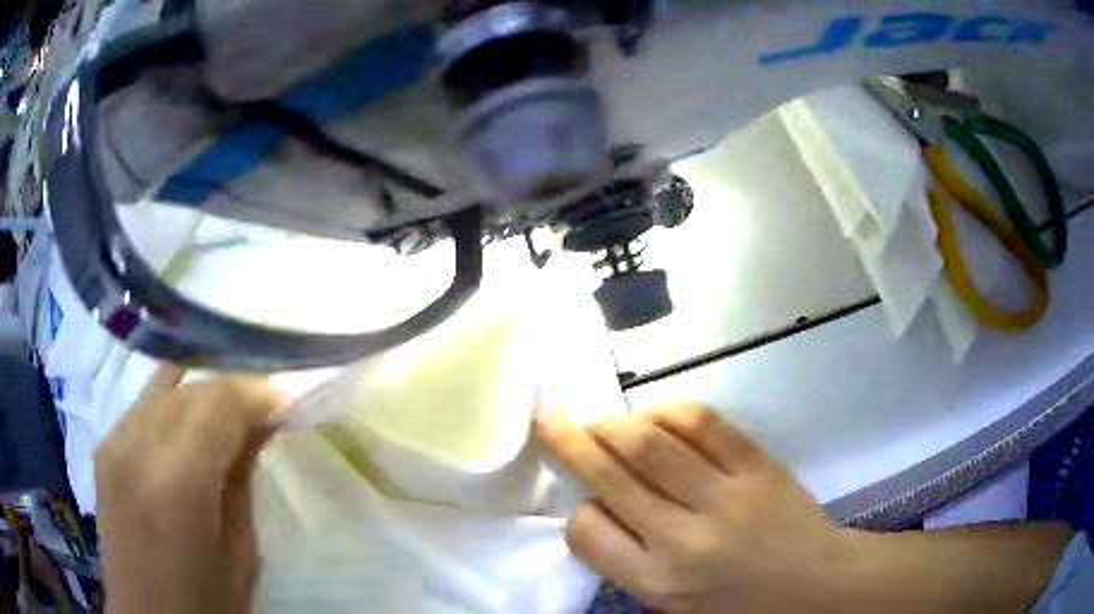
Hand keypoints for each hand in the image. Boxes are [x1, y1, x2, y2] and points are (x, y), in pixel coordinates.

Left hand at [95, 366, 288, 613]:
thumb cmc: (205, 605)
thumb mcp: (240, 555)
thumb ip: (242, 481)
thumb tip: (259, 426)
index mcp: (177, 484)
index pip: (218, 404)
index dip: (256, 394)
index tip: (286, 402)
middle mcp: (136, 449)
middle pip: (189, 390)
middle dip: (231, 392)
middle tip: (261, 413)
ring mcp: (112, 445)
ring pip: (162, 390)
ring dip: (200, 398)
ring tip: (226, 421)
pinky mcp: (103, 450)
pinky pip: (141, 409)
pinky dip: (169, 409)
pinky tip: (185, 430)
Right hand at [536, 403, 846, 612]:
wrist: (815, 584)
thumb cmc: (740, 605)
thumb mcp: (674, 606)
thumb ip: (632, 564)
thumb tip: (601, 508)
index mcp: (657, 581)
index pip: (586, 533)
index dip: (579, 510)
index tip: (586, 501)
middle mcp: (683, 538)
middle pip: (611, 475)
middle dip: (571, 442)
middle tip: (550, 418)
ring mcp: (724, 496)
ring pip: (651, 443)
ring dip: (615, 423)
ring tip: (602, 420)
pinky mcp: (758, 466)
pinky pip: (704, 424)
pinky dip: (670, 411)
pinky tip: (657, 415)